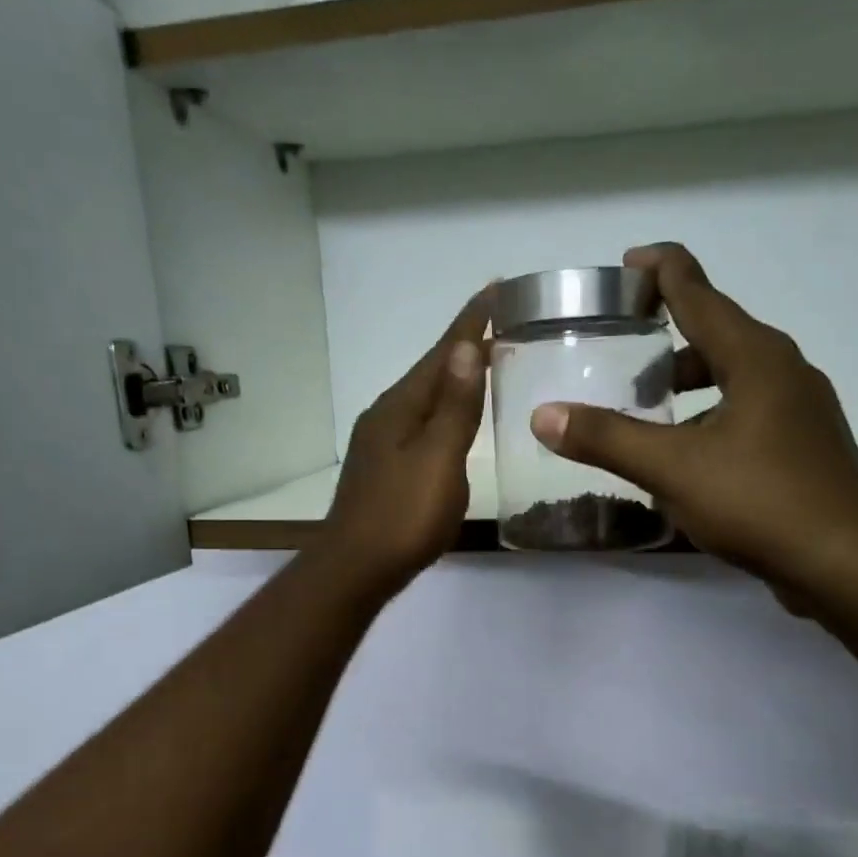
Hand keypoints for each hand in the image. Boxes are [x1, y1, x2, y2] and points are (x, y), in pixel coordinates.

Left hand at [321, 285, 492, 593]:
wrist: (357, 568)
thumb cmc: (403, 515)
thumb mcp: (438, 459)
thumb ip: (454, 407)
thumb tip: (466, 348)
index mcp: (401, 406)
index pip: (441, 353)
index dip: (470, 321)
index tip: (496, 288)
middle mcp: (387, 415)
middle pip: (431, 370)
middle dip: (463, 344)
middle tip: (500, 322)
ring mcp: (382, 442)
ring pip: (425, 397)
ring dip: (453, 376)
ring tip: (484, 361)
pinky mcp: (385, 466)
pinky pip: (421, 422)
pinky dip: (444, 409)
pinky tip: (454, 419)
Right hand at [528, 243, 857, 615]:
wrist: (847, 563)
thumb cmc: (760, 501)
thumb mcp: (673, 468)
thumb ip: (607, 439)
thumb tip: (543, 415)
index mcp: (755, 357)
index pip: (700, 292)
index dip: (662, 271)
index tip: (628, 262)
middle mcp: (783, 371)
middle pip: (717, 335)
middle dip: (668, 341)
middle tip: (623, 356)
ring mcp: (800, 411)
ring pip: (733, 380)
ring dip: (690, 387)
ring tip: (647, 414)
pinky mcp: (804, 448)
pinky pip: (746, 415)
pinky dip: (710, 420)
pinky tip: (685, 460)